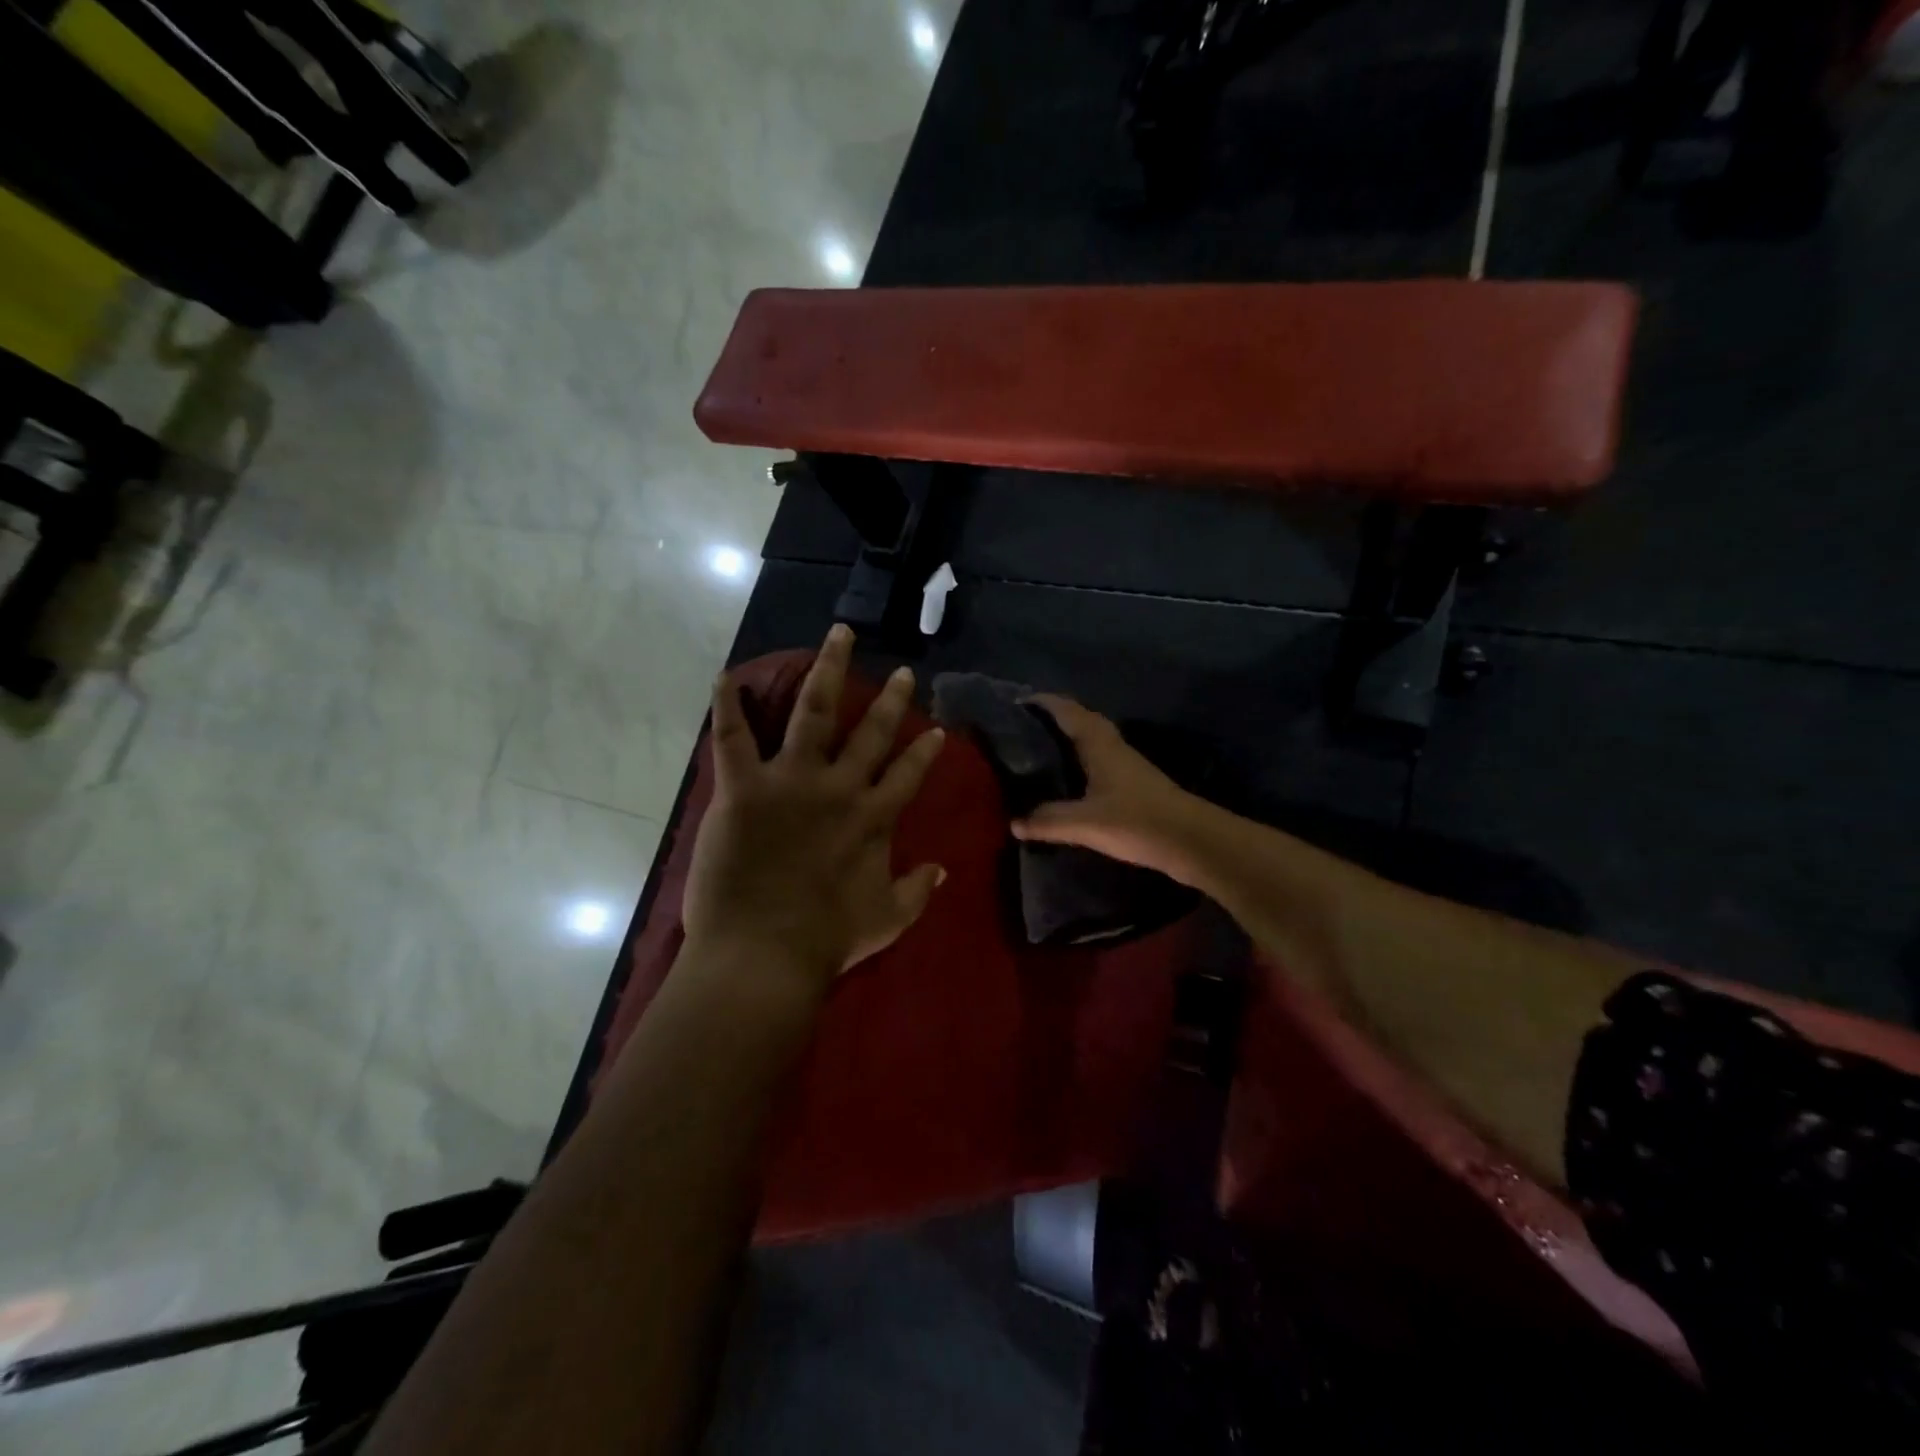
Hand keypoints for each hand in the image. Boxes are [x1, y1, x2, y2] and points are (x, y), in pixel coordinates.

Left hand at [683, 625, 947, 991]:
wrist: (764, 955)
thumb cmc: (826, 942)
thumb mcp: (887, 920)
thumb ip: (917, 891)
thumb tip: (942, 870)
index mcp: (873, 819)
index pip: (908, 773)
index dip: (924, 750)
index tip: (935, 730)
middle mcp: (839, 788)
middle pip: (871, 731)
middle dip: (890, 699)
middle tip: (900, 671)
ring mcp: (790, 781)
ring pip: (813, 711)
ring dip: (828, 670)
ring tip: (838, 636)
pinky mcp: (743, 788)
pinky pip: (733, 737)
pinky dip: (729, 704)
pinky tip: (729, 674)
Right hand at [1010, 695, 1207, 880]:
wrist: (1192, 841)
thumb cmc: (1137, 821)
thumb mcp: (1085, 823)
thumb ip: (1048, 821)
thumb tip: (1014, 823)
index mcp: (1099, 744)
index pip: (1067, 710)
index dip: (1043, 702)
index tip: (1016, 702)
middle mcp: (1112, 746)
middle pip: (1080, 721)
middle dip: (1052, 719)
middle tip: (1021, 729)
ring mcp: (1125, 765)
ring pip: (1090, 742)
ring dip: (1066, 740)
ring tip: (1036, 753)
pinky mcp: (1132, 785)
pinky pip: (1097, 762)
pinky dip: (1078, 762)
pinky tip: (1067, 782)